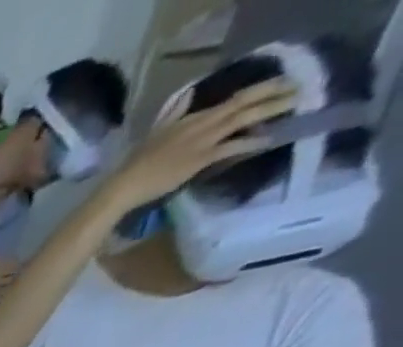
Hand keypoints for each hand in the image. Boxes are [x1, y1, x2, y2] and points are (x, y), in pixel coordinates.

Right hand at [105, 79, 298, 210]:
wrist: (122, 188)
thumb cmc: (132, 166)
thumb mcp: (153, 135)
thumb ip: (172, 116)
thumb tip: (187, 97)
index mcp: (190, 119)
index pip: (231, 99)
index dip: (257, 89)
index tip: (278, 83)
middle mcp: (201, 125)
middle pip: (244, 103)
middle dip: (274, 93)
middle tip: (299, 86)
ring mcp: (202, 142)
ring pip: (244, 119)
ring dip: (272, 110)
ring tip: (295, 104)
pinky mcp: (200, 160)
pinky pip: (233, 148)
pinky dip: (252, 143)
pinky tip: (270, 140)